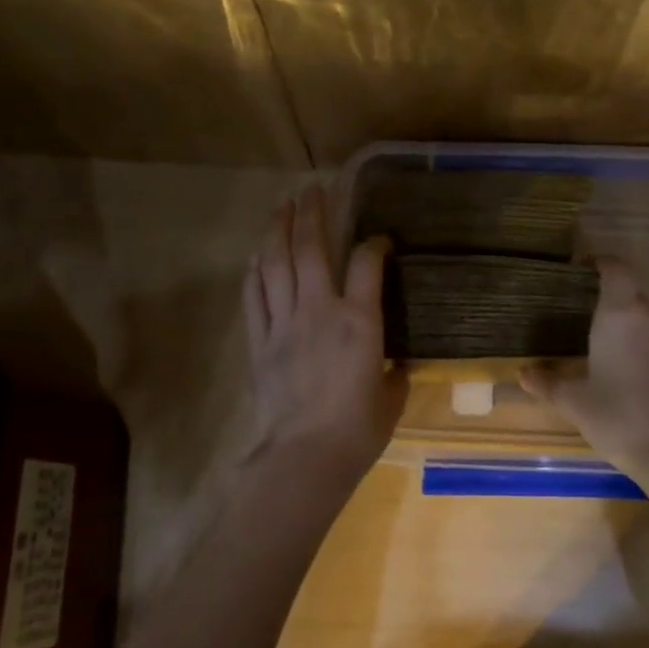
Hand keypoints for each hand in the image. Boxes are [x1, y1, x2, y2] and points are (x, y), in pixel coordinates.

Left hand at [243, 186, 405, 483]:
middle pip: (312, 248)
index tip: (379, 240)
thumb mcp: (391, 399)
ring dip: (278, 230)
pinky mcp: (259, 341)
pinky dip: (255, 270)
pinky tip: (257, 255)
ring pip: (276, 263)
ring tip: (281, 207)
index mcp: (360, 321)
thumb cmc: (357, 432)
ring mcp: (284, 323)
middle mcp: (319, 310)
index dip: (375, 243)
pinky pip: (254, 295)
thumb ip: (394, 373)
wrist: (304, 457)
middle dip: (312, 213)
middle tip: (312, 190)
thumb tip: (394, 365)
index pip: (367, 263)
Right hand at [521, 259, 648, 495]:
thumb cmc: (620, 417)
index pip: (615, 269)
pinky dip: (639, 341)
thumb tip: (523, 373)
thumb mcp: (575, 402)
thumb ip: (548, 382)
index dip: (598, 263)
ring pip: (645, 315)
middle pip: (630, 291)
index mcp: (620, 314)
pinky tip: (622, 366)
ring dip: (624, 320)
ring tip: (596, 339)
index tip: (578, 269)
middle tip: (577, 309)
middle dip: (606, 295)